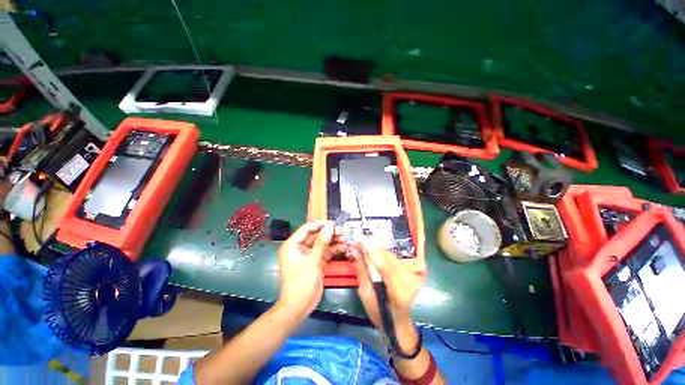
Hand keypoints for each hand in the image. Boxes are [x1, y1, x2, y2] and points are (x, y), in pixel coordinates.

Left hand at [277, 221, 344, 318]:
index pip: (307, 228)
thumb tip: (330, 227)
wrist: (299, 307)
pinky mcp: (316, 261)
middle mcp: (300, 247)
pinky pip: (326, 252)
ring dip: (333, 240)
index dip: (320, 224)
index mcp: (293, 245)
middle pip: (316, 235)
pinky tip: (344, 247)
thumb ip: (321, 242)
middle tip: (342, 231)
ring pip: (322, 243)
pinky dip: (334, 249)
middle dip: (329, 233)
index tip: (334, 224)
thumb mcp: (312, 261)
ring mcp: (309, 255)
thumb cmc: (301, 283)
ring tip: (345, 238)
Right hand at [354, 238, 422, 330]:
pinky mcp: (413, 272)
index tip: (361, 241)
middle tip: (358, 241)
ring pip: (392, 255)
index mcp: (399, 294)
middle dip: (373, 247)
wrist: (400, 323)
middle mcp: (410, 282)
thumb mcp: (366, 296)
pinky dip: (382, 254)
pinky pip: (394, 258)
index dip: (373, 252)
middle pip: (389, 258)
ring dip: (377, 249)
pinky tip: (374, 253)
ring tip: (364, 245)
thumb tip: (357, 252)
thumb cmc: (380, 314)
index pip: (386, 268)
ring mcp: (413, 276)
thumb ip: (362, 272)